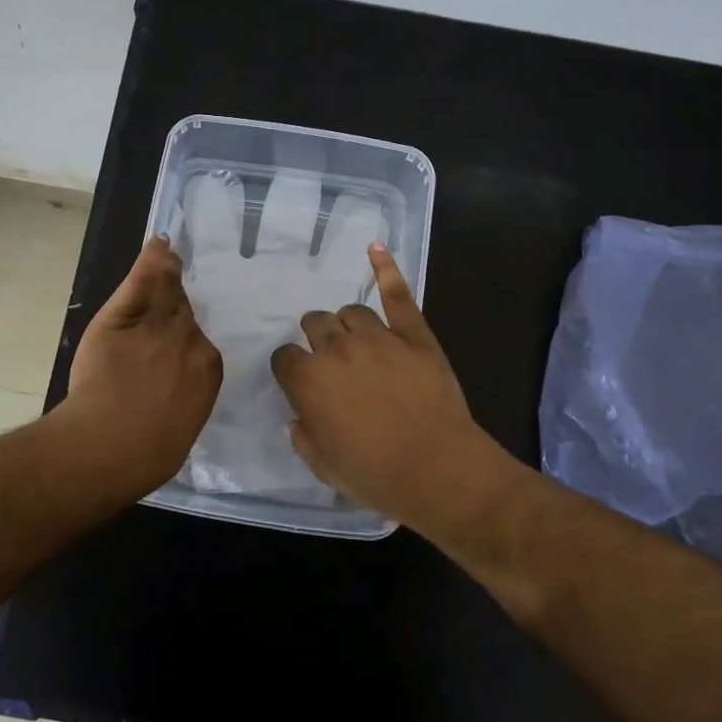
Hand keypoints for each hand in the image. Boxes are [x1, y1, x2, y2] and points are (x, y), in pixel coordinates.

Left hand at [57, 236, 221, 494]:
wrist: (110, 446)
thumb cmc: (148, 453)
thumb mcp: (182, 427)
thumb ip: (188, 400)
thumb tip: (185, 397)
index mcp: (209, 368)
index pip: (199, 339)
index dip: (185, 333)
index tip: (177, 333)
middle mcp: (189, 339)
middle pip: (184, 310)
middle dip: (176, 305)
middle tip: (171, 296)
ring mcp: (157, 324)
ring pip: (166, 292)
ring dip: (167, 275)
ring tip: (168, 257)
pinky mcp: (124, 317)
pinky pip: (142, 281)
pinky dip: (151, 260)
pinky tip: (158, 243)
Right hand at [270, 245, 501, 533]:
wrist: (437, 469)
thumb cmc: (375, 474)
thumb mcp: (322, 465)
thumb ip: (302, 434)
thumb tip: (300, 416)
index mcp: (308, 380)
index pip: (284, 357)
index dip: (291, 368)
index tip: (300, 379)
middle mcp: (336, 349)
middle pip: (315, 324)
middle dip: (316, 337)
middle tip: (330, 359)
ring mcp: (377, 336)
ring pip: (350, 312)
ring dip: (346, 323)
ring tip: (355, 338)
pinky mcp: (413, 333)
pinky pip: (397, 294)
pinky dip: (385, 269)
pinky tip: (375, 247)